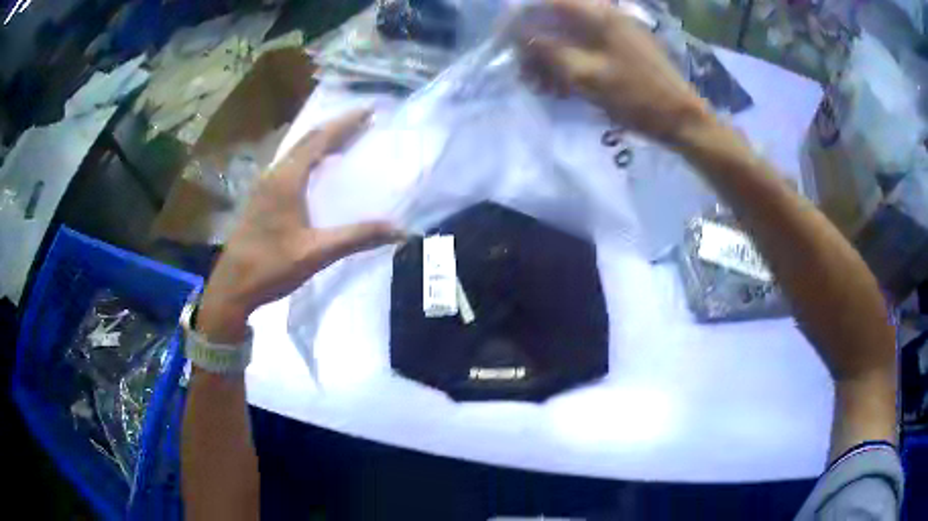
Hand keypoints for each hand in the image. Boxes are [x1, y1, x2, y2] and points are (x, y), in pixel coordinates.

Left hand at [197, 109, 404, 341]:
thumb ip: (357, 238)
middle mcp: (274, 174)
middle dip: (336, 127)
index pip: (320, 139)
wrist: (232, 286)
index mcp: (287, 179)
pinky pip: (289, 165)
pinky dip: (309, 157)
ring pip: (296, 151)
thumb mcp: (316, 253)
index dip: (346, 122)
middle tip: (363, 121)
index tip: (370, 109)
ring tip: (345, 139)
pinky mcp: (261, 198)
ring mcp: (264, 185)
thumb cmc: (271, 266)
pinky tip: (317, 170)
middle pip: (307, 139)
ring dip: (321, 141)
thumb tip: (400, 231)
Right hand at [516, 0, 713, 145]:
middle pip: (555, 18)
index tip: (506, 40)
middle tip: (527, 75)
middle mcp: (605, 16)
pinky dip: (570, 64)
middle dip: (535, 44)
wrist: (682, 120)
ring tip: (544, 88)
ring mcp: (615, 32)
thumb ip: (548, 49)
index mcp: (598, 15)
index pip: (547, 1)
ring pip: (569, 35)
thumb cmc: (637, 97)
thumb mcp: (586, 75)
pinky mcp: (622, 48)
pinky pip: (585, 48)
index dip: (521, 16)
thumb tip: (518, 33)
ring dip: (551, 58)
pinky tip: (564, 87)